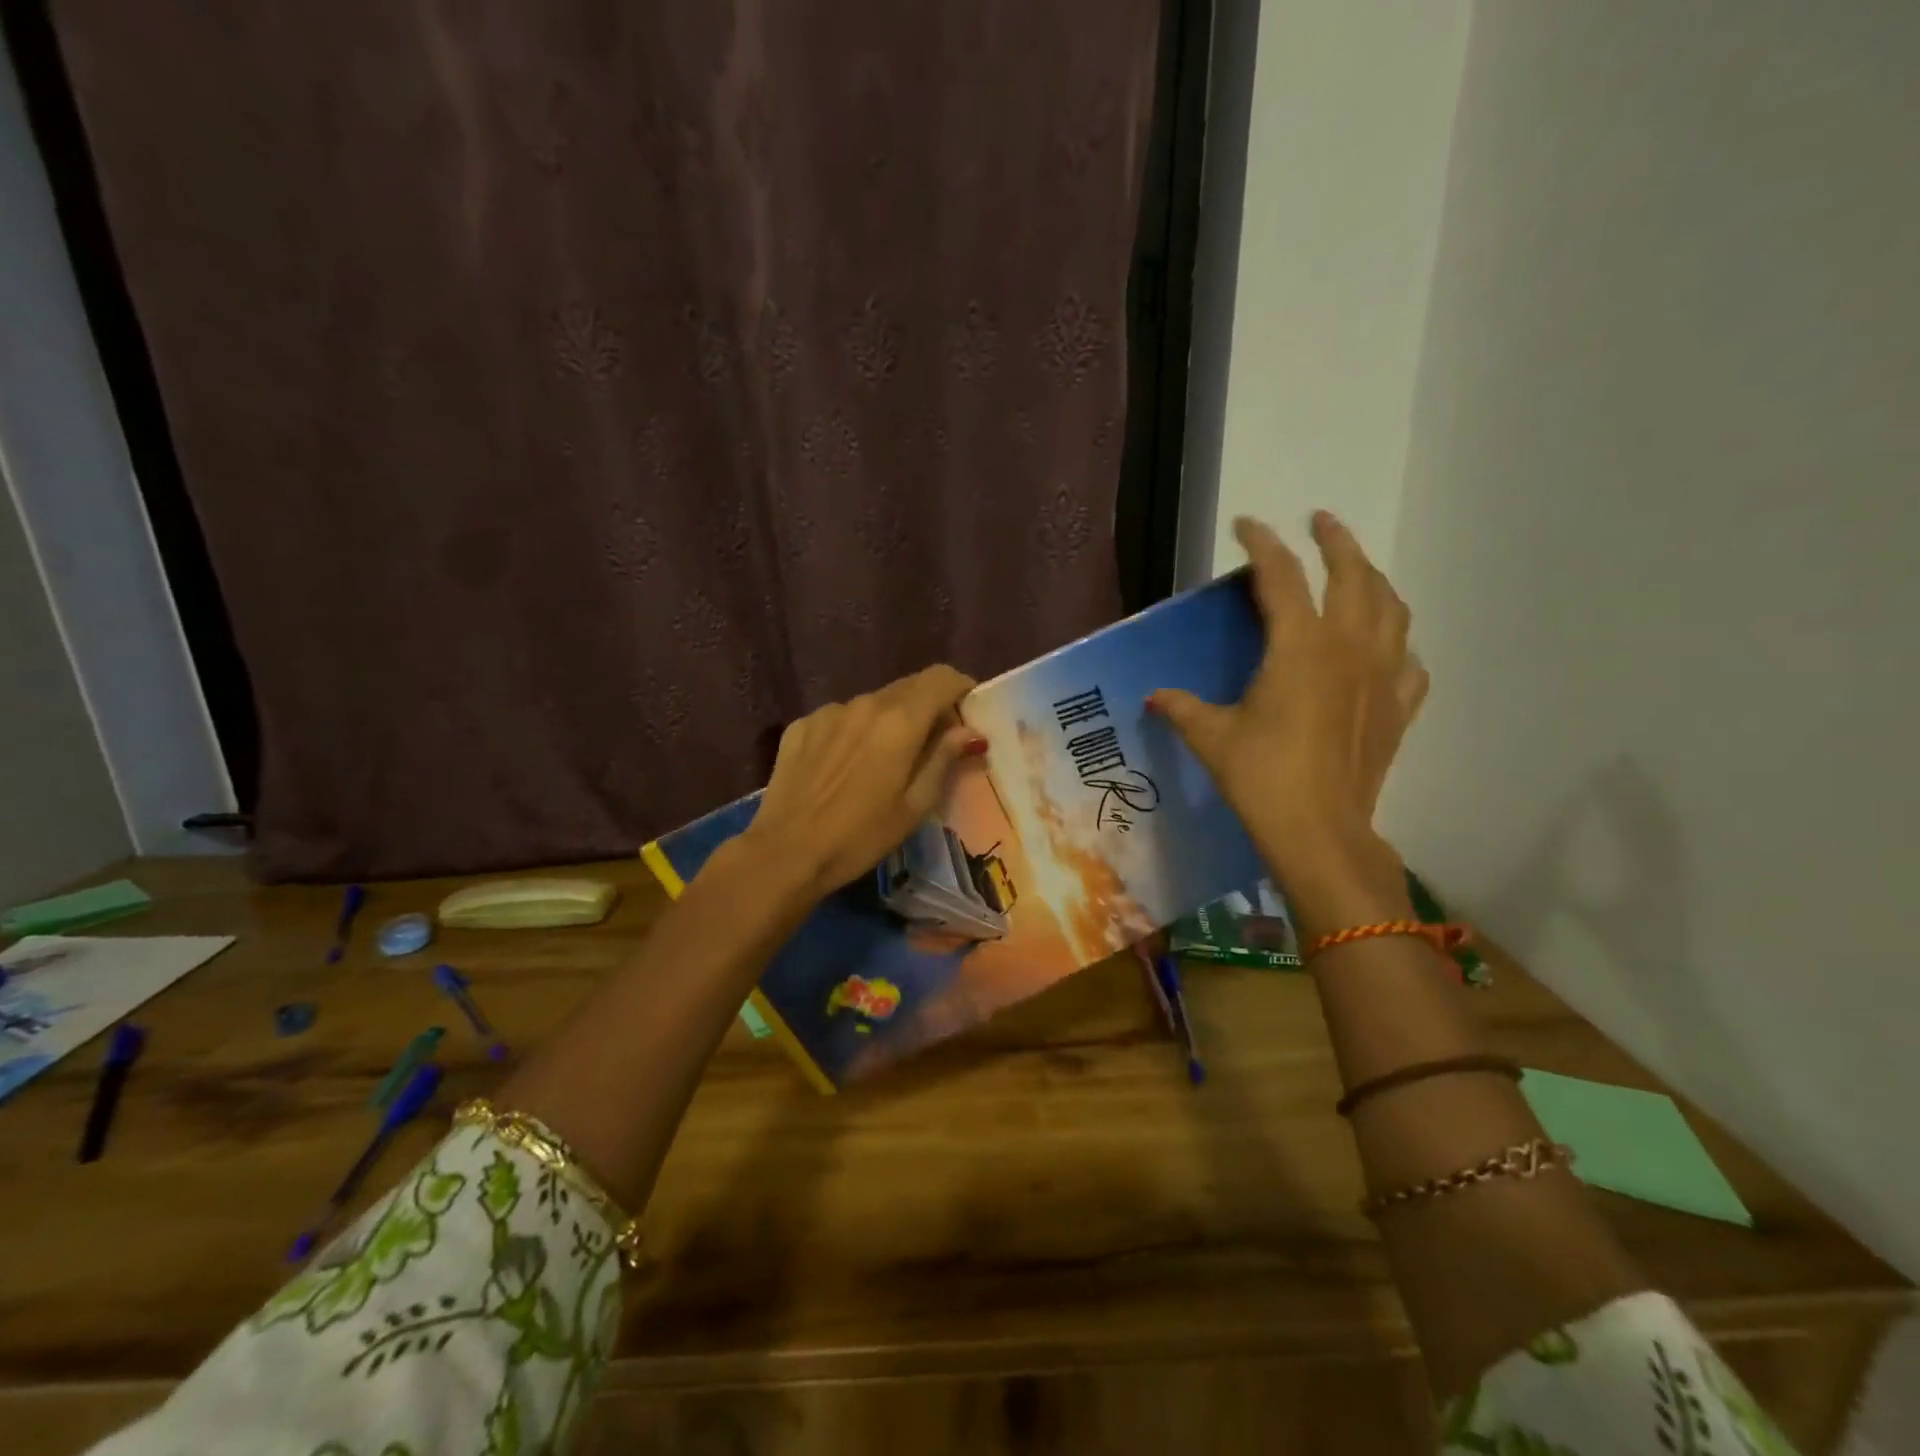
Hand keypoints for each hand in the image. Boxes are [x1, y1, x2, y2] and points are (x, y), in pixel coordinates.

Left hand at [741, 665, 984, 901]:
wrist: (785, 853)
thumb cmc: (861, 836)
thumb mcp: (915, 805)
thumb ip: (944, 759)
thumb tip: (969, 731)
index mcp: (900, 720)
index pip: (941, 677)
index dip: (960, 688)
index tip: (966, 712)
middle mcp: (864, 703)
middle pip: (908, 687)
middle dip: (928, 706)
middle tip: (932, 744)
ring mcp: (828, 712)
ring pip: (873, 703)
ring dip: (889, 721)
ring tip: (883, 761)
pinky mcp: (801, 726)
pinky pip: (840, 718)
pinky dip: (854, 732)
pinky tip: (844, 768)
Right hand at [1149, 514, 1427, 930]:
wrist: (1320, 831)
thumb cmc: (1261, 777)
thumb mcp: (1211, 738)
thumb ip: (1182, 708)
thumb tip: (1155, 696)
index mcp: (1301, 647)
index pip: (1282, 577)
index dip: (1263, 544)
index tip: (1249, 524)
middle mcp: (1349, 648)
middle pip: (1354, 575)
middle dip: (1337, 541)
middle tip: (1321, 521)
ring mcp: (1383, 676)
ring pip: (1391, 608)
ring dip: (1374, 579)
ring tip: (1359, 571)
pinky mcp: (1399, 708)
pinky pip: (1409, 661)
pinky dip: (1398, 643)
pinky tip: (1388, 648)